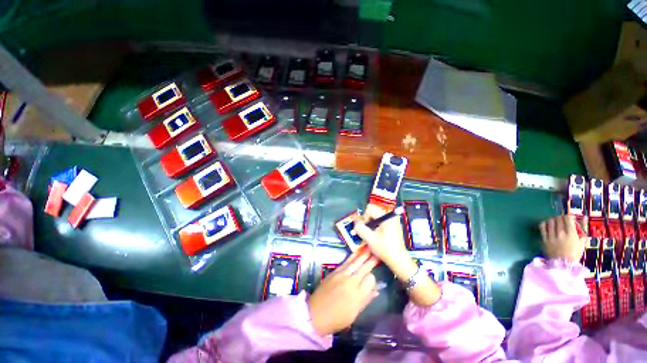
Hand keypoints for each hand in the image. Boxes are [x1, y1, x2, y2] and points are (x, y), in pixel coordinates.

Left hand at [308, 249, 378, 335]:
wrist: (315, 314)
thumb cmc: (336, 319)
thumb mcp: (354, 314)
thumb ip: (365, 300)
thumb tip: (376, 290)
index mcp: (357, 295)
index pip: (370, 280)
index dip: (373, 278)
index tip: (373, 280)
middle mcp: (351, 282)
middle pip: (364, 269)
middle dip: (371, 261)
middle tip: (377, 253)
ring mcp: (342, 275)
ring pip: (355, 263)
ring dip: (363, 255)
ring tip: (369, 248)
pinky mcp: (334, 272)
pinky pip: (345, 262)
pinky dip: (352, 257)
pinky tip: (356, 253)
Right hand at [353, 204, 441, 306]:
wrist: (401, 263)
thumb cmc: (387, 250)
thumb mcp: (370, 238)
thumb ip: (360, 228)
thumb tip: (356, 223)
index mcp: (387, 217)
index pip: (371, 207)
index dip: (364, 216)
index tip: (362, 227)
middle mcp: (391, 217)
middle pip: (373, 212)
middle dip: (366, 220)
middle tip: (363, 232)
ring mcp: (392, 223)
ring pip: (375, 218)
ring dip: (369, 225)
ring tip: (367, 236)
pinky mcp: (392, 228)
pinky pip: (379, 224)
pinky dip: (374, 228)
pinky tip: (372, 238)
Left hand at [539, 215, 585, 261]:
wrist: (562, 264)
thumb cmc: (574, 253)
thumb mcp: (582, 242)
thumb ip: (582, 229)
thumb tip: (584, 217)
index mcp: (571, 234)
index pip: (568, 218)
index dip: (568, 216)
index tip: (569, 218)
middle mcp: (560, 233)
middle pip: (558, 219)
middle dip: (561, 217)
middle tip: (562, 220)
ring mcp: (551, 236)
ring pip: (550, 221)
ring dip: (553, 220)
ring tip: (555, 222)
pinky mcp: (544, 238)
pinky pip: (542, 227)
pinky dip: (545, 223)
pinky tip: (547, 225)